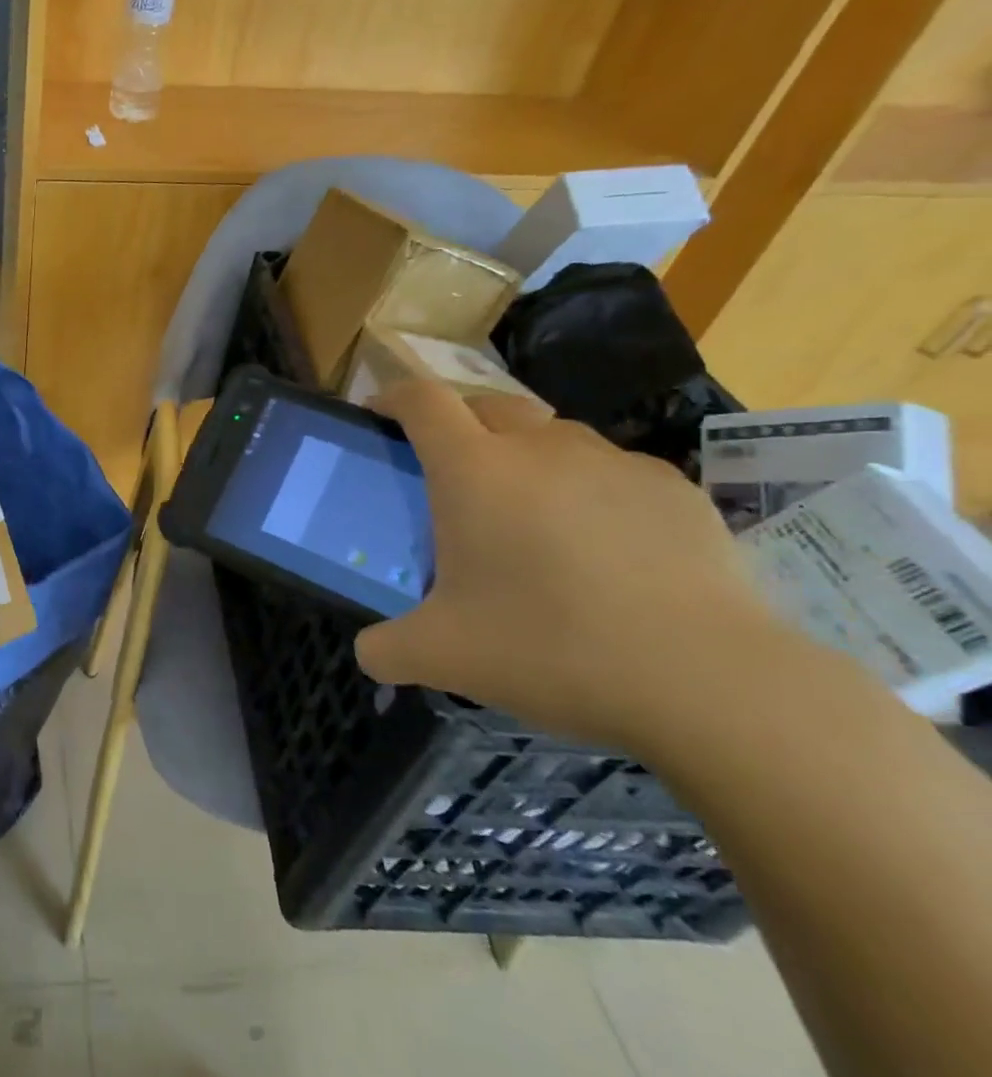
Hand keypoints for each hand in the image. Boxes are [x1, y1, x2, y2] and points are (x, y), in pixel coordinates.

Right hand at [356, 381, 788, 753]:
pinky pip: (611, 470)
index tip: (380, 414)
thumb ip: (385, 648)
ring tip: (530, 514)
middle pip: (486, 404)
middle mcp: (540, 447)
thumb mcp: (441, 656)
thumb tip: (369, 653)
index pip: (422, 400)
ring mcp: (613, 462)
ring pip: (552, 435)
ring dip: (526, 456)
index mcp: (473, 470)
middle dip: (459, 423)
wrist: (707, 680)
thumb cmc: (548, 648)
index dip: (394, 396)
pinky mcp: (674, 488)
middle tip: (451, 472)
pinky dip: (588, 490)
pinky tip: (602, 548)